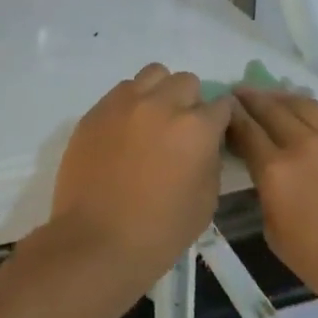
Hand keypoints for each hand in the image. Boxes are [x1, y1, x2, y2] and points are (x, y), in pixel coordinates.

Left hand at [48, 65, 232, 292]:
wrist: (96, 242)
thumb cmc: (159, 231)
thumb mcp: (206, 201)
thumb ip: (210, 160)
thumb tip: (205, 143)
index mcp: (196, 128)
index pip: (221, 105)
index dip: (220, 120)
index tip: (214, 134)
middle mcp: (161, 104)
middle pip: (186, 82)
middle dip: (189, 103)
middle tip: (180, 130)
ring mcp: (124, 104)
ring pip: (152, 75)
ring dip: (159, 93)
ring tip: (151, 122)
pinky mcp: (95, 112)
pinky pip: (120, 92)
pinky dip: (130, 104)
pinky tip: (124, 133)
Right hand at [229, 88, 317, 314]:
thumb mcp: (278, 237)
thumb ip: (268, 197)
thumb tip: (270, 178)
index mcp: (276, 171)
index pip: (245, 130)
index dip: (231, 116)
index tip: (224, 107)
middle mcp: (305, 145)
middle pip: (272, 108)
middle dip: (252, 98)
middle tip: (242, 92)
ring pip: (306, 106)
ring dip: (284, 99)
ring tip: (276, 98)